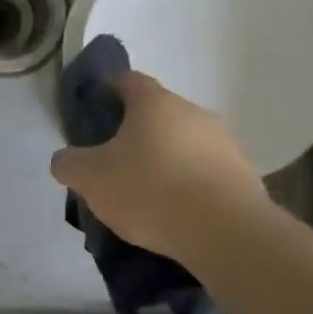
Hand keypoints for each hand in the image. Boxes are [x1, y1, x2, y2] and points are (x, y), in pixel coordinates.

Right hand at [50, 71, 269, 265]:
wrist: (226, 233)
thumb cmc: (150, 190)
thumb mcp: (89, 178)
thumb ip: (69, 163)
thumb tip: (67, 159)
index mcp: (154, 102)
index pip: (127, 80)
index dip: (106, 92)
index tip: (93, 114)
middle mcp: (193, 112)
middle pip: (157, 114)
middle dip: (135, 134)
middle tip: (113, 163)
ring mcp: (225, 143)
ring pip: (183, 144)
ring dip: (165, 160)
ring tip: (146, 195)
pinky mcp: (244, 176)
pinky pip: (205, 173)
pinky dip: (189, 185)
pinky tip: (175, 213)